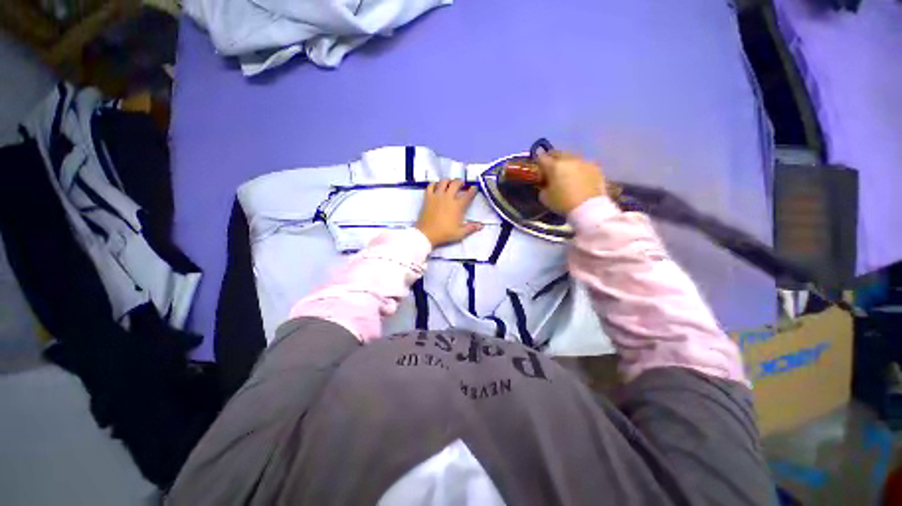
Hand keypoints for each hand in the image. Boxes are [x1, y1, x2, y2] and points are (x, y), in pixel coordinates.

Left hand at [416, 179, 483, 246]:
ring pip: (443, 182)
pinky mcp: (428, 198)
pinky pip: (430, 186)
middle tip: (462, 183)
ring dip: (448, 180)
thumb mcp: (460, 233)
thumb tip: (481, 226)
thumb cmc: (444, 233)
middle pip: (455, 184)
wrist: (427, 234)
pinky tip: (436, 186)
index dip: (472, 190)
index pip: (467, 195)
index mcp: (457, 206)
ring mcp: (437, 196)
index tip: (474, 187)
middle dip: (460, 182)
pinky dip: (434, 184)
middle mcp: (448, 198)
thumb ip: (471, 228)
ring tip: (450, 182)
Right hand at [536, 151, 607, 214]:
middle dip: (553, 160)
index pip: (541, 158)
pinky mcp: (596, 167)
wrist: (589, 208)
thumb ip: (543, 186)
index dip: (539, 164)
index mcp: (554, 166)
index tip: (539, 171)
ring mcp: (584, 161)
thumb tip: (545, 182)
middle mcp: (569, 159)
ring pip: (571, 158)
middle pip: (557, 154)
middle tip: (552, 171)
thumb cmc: (563, 203)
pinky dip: (579, 169)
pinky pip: (583, 164)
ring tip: (567, 175)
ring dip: (567, 164)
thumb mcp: (545, 197)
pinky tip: (580, 179)